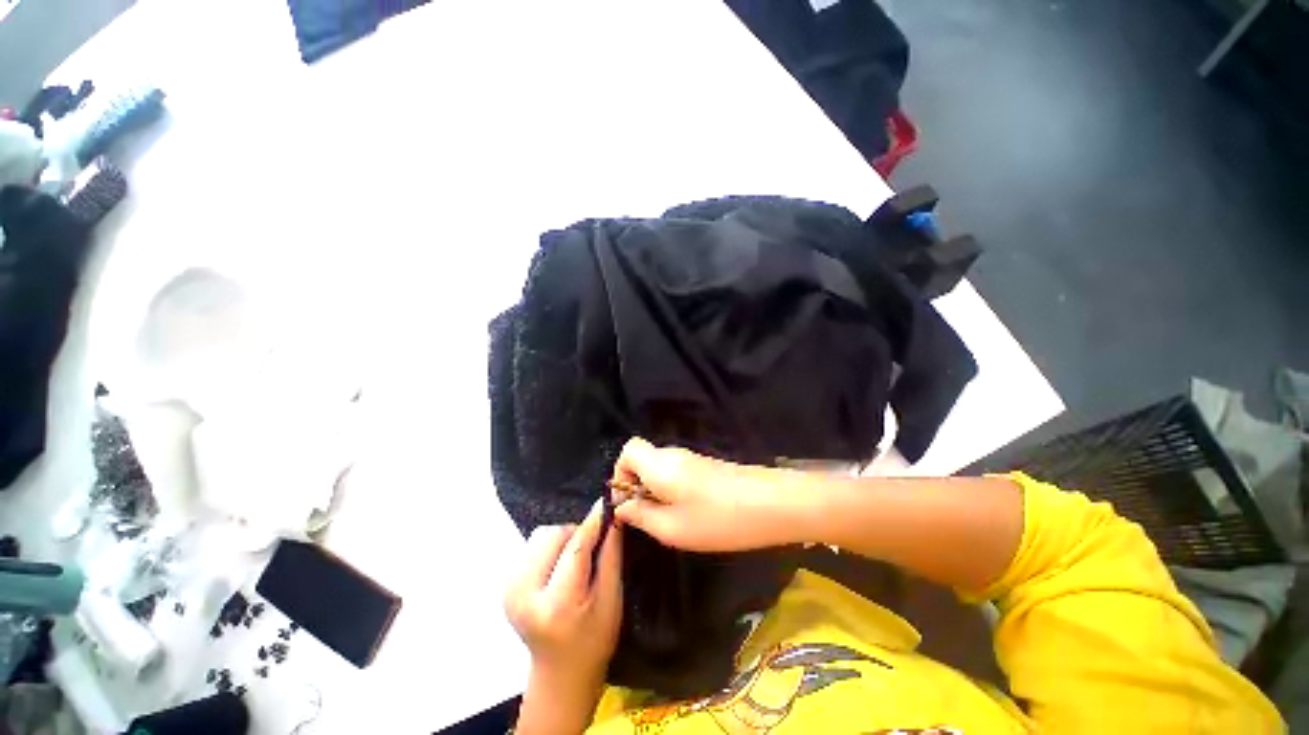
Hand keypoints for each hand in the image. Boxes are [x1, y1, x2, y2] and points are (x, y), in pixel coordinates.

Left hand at [505, 500, 621, 733]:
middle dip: (575, 535)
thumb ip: (611, 554)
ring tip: (572, 563)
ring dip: (562, 540)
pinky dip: (549, 548)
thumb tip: (614, 515)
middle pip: (553, 535)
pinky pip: (532, 546)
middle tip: (590, 553)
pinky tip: (557, 570)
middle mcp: (524, 594)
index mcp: (556, 604)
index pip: (575, 547)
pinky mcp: (505, 585)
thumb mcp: (612, 598)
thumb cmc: (594, 638)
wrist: (560, 672)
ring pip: (541, 536)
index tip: (607, 502)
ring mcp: (510, 590)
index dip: (593, 522)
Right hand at [612, 437, 801, 551]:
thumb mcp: (673, 528)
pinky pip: (677, 472)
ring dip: (655, 490)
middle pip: (643, 459)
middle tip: (648, 517)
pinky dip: (672, 490)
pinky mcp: (707, 466)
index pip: (628, 450)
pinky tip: (690, 513)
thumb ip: (641, 516)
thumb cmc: (718, 519)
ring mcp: (693, 459)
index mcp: (660, 464)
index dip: (620, 473)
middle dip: (637, 486)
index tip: (627, 501)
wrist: (773, 504)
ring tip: (670, 520)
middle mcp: (674, 455)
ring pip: (660, 467)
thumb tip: (620, 507)